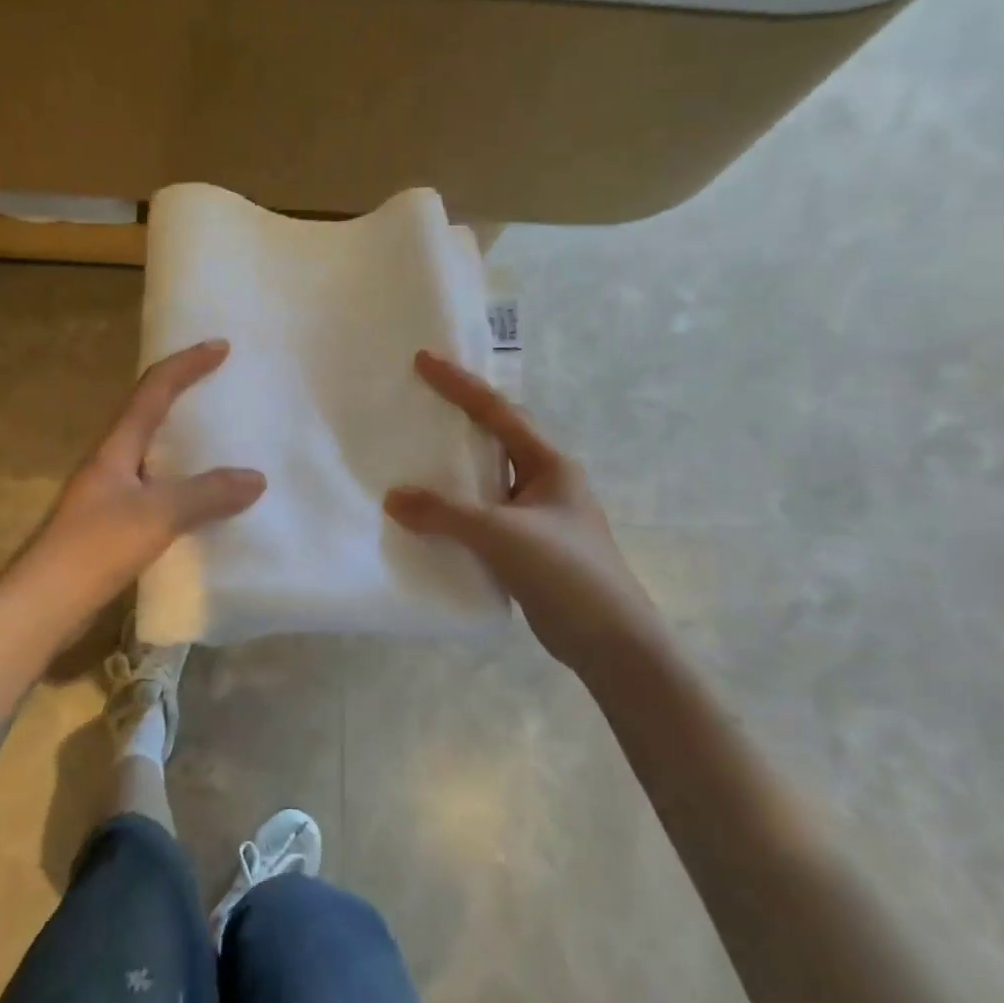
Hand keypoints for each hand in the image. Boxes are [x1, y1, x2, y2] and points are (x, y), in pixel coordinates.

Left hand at [18, 340, 264, 624]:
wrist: (44, 604)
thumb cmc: (96, 547)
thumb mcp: (158, 515)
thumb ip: (207, 494)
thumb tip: (256, 478)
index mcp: (116, 447)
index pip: (153, 390)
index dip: (186, 365)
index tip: (220, 347)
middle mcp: (111, 463)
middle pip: (149, 415)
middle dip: (184, 396)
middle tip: (222, 390)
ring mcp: (109, 495)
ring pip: (153, 456)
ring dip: (184, 444)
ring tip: (221, 443)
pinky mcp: (112, 526)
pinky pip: (156, 491)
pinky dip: (183, 486)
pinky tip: (203, 504)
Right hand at [385, 351, 658, 673]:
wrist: (610, 641)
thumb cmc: (565, 571)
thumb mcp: (501, 535)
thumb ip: (445, 514)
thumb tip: (393, 498)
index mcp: (550, 465)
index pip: (499, 413)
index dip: (460, 385)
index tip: (424, 360)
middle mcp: (546, 483)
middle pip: (496, 441)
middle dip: (459, 422)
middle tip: (418, 406)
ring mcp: (539, 518)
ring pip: (489, 484)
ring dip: (456, 474)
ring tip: (414, 460)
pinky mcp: (529, 550)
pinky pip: (485, 519)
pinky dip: (458, 514)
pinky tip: (430, 519)